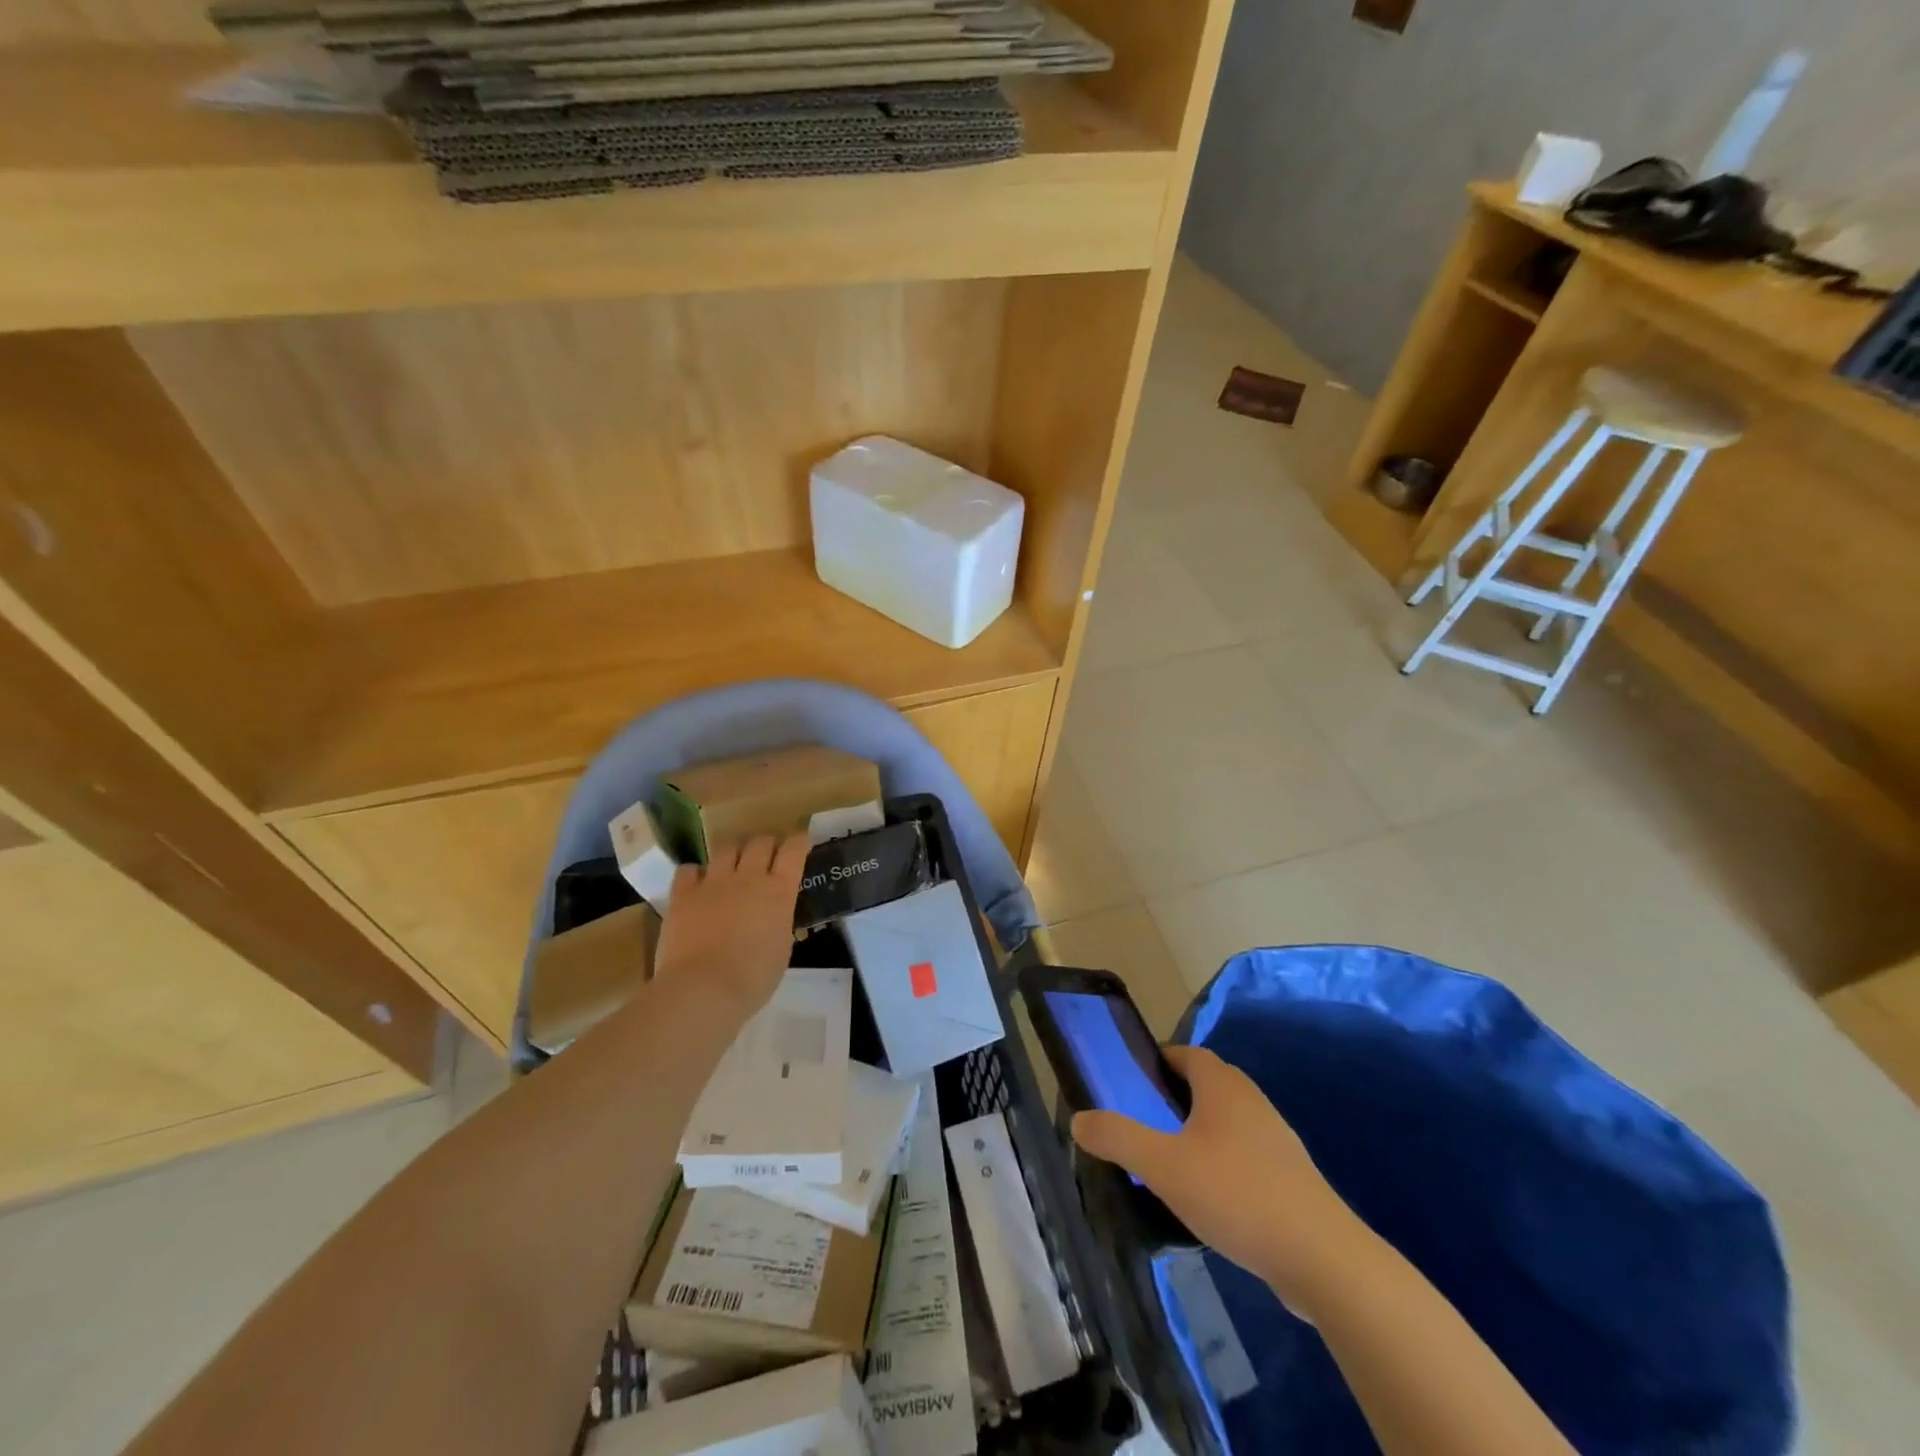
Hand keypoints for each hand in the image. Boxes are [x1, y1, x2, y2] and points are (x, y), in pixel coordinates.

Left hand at [653, 834, 809, 1019]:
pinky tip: (697, 882)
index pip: (794, 850)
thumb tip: (773, 914)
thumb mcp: (782, 948)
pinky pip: (688, 869)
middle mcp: (748, 878)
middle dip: (767, 843)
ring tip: (733, 863)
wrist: (703, 989)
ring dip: (734, 852)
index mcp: (779, 892)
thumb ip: (779, 921)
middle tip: (767, 854)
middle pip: (760, 842)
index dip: (799, 840)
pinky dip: (695, 873)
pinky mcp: (683, 894)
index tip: (800, 840)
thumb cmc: (753, 978)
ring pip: (726, 848)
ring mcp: (713, 883)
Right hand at [1071, 1045, 1367, 1313]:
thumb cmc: (1236, 1194)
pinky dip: (1221, 1162)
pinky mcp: (1290, 1176)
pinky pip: (1245, 1153)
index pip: (1185, 1053)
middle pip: (1205, 1084)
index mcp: (1221, 1085)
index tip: (1129, 1085)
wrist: (1322, 1258)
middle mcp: (1251, 1100)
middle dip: (1172, 1098)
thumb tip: (1079, 1119)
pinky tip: (1208, 1198)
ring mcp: (1275, 1138)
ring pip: (1226, 1121)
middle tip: (1141, 1125)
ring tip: (1168, 1164)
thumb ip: (1118, 1138)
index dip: (1156, 1062)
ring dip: (1197, 1132)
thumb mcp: (1163, 1165)